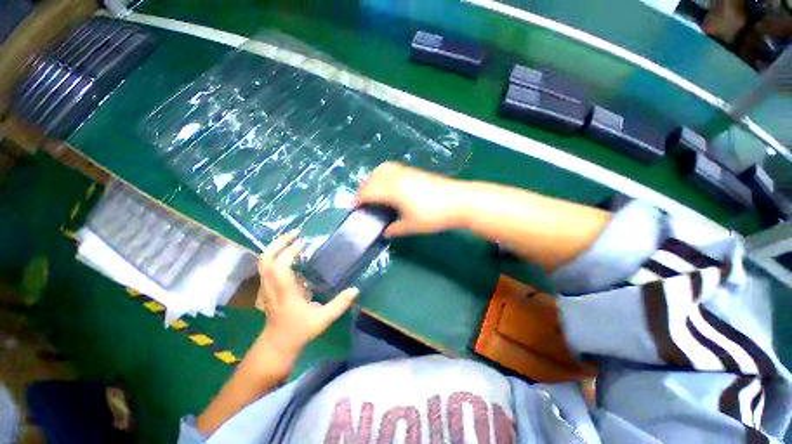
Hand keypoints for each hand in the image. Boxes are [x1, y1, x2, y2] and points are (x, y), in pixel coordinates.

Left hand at [257, 230, 358, 357]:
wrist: (277, 344)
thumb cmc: (299, 331)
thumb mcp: (323, 319)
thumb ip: (339, 304)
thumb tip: (355, 289)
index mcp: (284, 293)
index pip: (280, 267)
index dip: (289, 252)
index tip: (303, 243)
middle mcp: (272, 287)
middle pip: (266, 260)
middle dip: (278, 243)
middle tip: (295, 233)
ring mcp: (267, 287)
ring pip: (263, 262)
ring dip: (276, 247)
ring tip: (292, 238)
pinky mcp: (268, 287)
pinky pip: (267, 266)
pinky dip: (276, 255)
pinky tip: (289, 252)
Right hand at [357, 162, 463, 236]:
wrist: (459, 201)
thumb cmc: (434, 215)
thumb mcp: (411, 226)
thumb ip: (394, 229)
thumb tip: (385, 231)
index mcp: (392, 190)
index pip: (369, 192)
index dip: (358, 199)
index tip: (353, 208)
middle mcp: (396, 177)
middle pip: (373, 178)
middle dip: (363, 189)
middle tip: (362, 201)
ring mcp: (407, 172)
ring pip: (383, 170)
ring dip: (373, 179)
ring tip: (374, 191)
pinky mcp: (415, 171)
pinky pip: (393, 169)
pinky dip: (384, 175)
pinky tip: (390, 186)